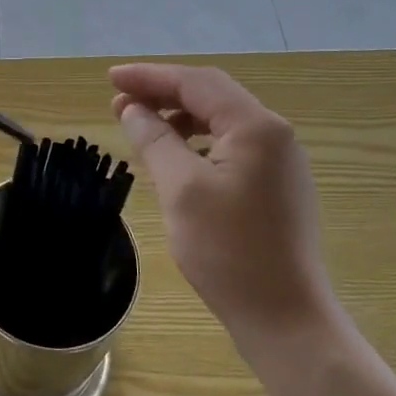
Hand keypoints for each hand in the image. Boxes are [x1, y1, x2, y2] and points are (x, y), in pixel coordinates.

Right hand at [110, 64, 333, 340]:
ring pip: (223, 118)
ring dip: (180, 114)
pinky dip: (199, 138)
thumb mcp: (181, 190)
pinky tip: (177, 154)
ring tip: (142, 124)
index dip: (149, 76)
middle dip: (164, 91)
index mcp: (256, 127)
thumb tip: (131, 109)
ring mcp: (281, 160)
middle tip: (120, 100)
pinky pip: (233, 143)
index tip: (110, 78)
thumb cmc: (229, 252)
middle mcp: (275, 133)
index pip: (195, 83)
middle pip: (212, 94)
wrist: (286, 319)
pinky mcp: (278, 184)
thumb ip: (155, 139)